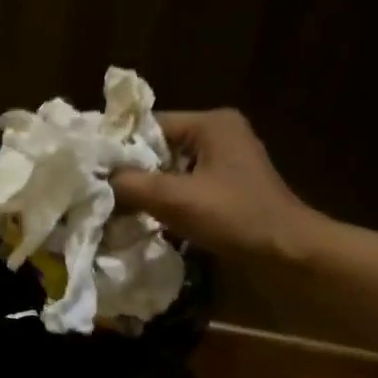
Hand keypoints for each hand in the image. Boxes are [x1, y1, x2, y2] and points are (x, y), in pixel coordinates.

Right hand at [110, 108, 336, 262]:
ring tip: (115, 208)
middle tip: (98, 193)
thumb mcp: (175, 199)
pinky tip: (145, 219)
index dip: (118, 147)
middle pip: (159, 148)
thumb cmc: (234, 217)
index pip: (149, 125)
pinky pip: (185, 187)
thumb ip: (131, 185)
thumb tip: (97, 179)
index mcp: (211, 124)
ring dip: (147, 190)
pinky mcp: (227, 189)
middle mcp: (219, 134)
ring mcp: (225, 163)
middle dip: (131, 172)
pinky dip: (165, 201)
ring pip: (170, 170)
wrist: (285, 253)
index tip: (91, 170)